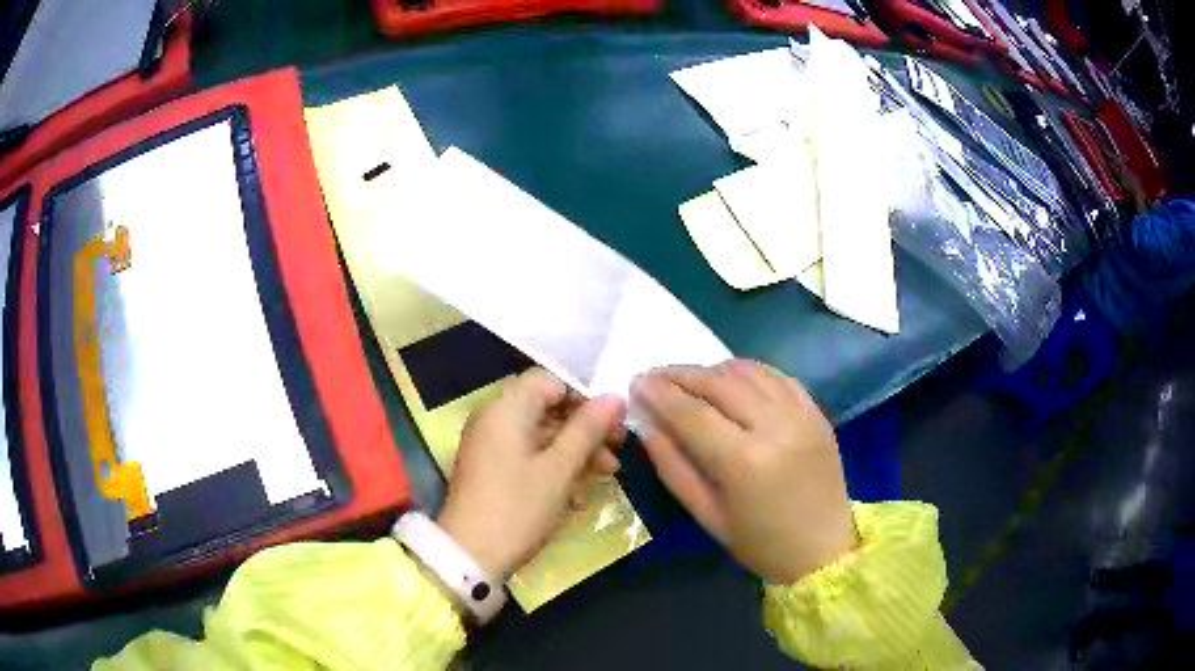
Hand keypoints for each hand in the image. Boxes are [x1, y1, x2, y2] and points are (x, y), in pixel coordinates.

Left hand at [437, 368, 625, 577]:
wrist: (470, 555)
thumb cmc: (518, 507)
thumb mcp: (560, 468)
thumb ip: (588, 429)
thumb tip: (615, 396)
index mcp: (506, 407)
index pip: (551, 381)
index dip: (585, 396)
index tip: (614, 421)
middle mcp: (494, 418)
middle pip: (547, 407)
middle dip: (585, 428)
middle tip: (618, 449)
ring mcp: (489, 445)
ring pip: (541, 434)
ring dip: (575, 451)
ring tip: (607, 474)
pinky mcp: (490, 469)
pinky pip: (528, 455)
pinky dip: (553, 467)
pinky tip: (577, 493)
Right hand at [633, 360, 856, 583]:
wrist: (824, 549)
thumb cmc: (760, 543)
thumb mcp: (707, 516)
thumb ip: (673, 468)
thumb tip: (647, 426)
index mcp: (744, 461)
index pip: (691, 413)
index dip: (659, 393)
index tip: (636, 381)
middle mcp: (775, 426)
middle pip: (718, 383)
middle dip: (680, 374)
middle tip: (655, 376)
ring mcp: (801, 414)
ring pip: (748, 372)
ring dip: (712, 369)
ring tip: (690, 378)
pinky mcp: (816, 412)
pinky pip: (776, 376)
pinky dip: (748, 371)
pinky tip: (731, 379)